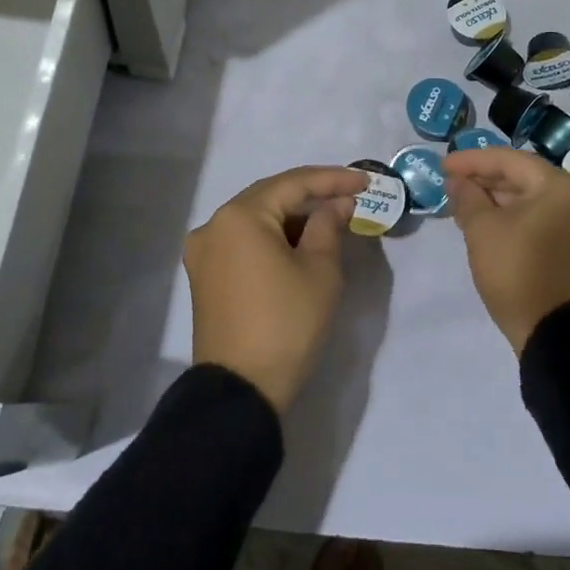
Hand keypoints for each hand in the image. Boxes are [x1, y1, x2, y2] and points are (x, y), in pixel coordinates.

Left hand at [184, 165, 369, 413]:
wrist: (242, 390)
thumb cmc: (286, 323)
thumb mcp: (320, 270)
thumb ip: (329, 225)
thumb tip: (336, 204)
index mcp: (240, 216)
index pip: (293, 183)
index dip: (333, 180)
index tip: (365, 181)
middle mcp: (214, 225)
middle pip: (270, 197)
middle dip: (312, 195)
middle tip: (350, 197)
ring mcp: (204, 251)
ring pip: (256, 219)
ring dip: (293, 217)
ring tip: (331, 220)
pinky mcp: (205, 276)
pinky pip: (244, 241)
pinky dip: (273, 237)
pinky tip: (301, 243)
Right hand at [443, 147, 569, 352]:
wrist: (557, 335)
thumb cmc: (518, 272)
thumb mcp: (483, 230)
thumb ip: (468, 197)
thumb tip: (457, 182)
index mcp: (562, 186)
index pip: (510, 160)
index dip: (472, 161)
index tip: (443, 166)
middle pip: (525, 177)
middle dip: (486, 180)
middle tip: (452, 185)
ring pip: (534, 200)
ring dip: (499, 200)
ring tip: (465, 204)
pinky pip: (544, 219)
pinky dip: (516, 217)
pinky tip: (489, 223)